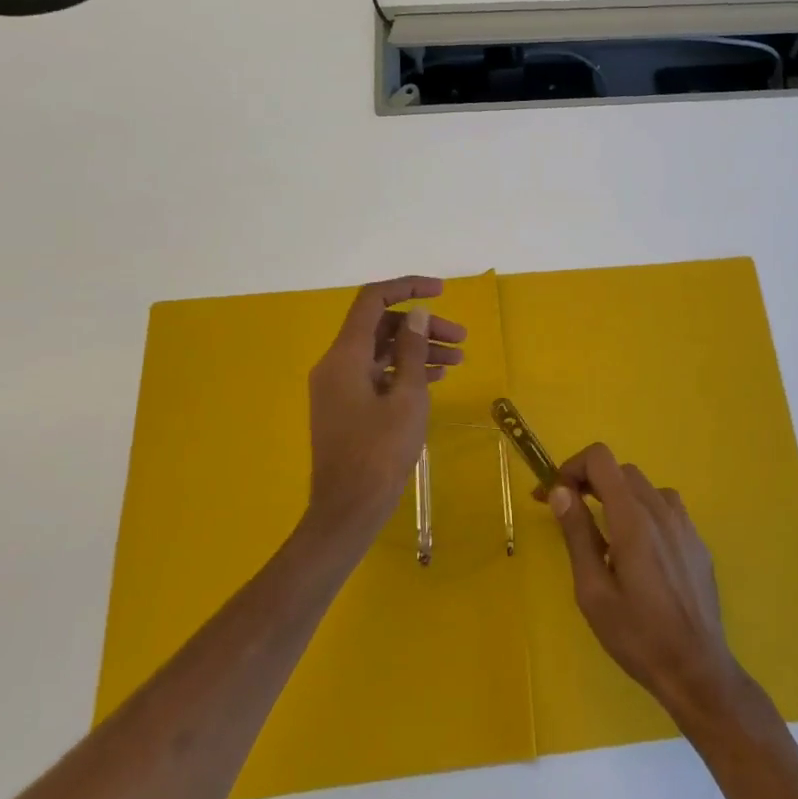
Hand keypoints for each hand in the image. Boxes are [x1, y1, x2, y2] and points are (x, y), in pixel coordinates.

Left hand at [306, 277, 465, 542]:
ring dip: (418, 350)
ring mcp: (339, 387)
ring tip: (458, 361)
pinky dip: (405, 371)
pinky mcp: (347, 407)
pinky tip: (436, 378)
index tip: (441, 290)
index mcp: (345, 356)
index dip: (407, 287)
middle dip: (422, 326)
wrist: (347, 511)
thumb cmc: (380, 453)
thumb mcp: (406, 398)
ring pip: (382, 352)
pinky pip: (377, 375)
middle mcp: (336, 364)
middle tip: (461, 339)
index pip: (372, 301)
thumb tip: (417, 313)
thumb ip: (411, 350)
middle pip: (382, 327)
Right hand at [546, 443, 747, 726]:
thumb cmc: (637, 635)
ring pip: (645, 488)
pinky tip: (638, 552)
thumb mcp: (593, 590)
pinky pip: (666, 510)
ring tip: (605, 534)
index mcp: (633, 518)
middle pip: (621, 471)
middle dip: (591, 482)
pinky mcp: (697, 542)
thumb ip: (577, 534)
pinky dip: (643, 513)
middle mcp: (662, 510)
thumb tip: (560, 490)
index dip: (572, 467)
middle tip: (570, 513)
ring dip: (619, 497)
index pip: (601, 459)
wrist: (697, 670)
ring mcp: (685, 524)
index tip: (553, 494)